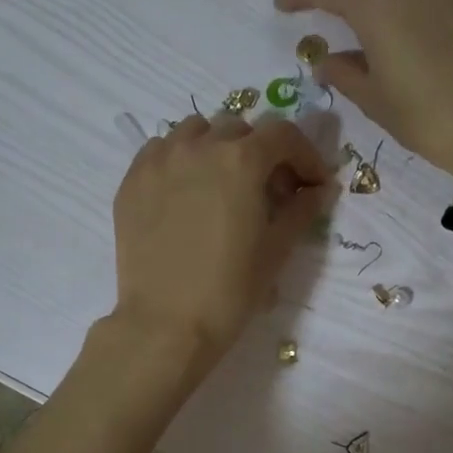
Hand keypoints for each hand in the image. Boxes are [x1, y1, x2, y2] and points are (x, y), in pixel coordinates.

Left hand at [110, 113, 330, 368]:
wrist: (166, 323)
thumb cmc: (230, 290)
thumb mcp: (277, 250)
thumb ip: (302, 210)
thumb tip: (319, 189)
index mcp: (241, 160)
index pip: (283, 134)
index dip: (305, 155)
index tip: (312, 183)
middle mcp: (199, 146)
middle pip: (240, 129)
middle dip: (262, 152)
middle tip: (268, 189)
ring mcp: (160, 159)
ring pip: (196, 131)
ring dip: (218, 147)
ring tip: (223, 183)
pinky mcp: (132, 179)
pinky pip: (161, 149)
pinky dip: (181, 158)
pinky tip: (186, 191)